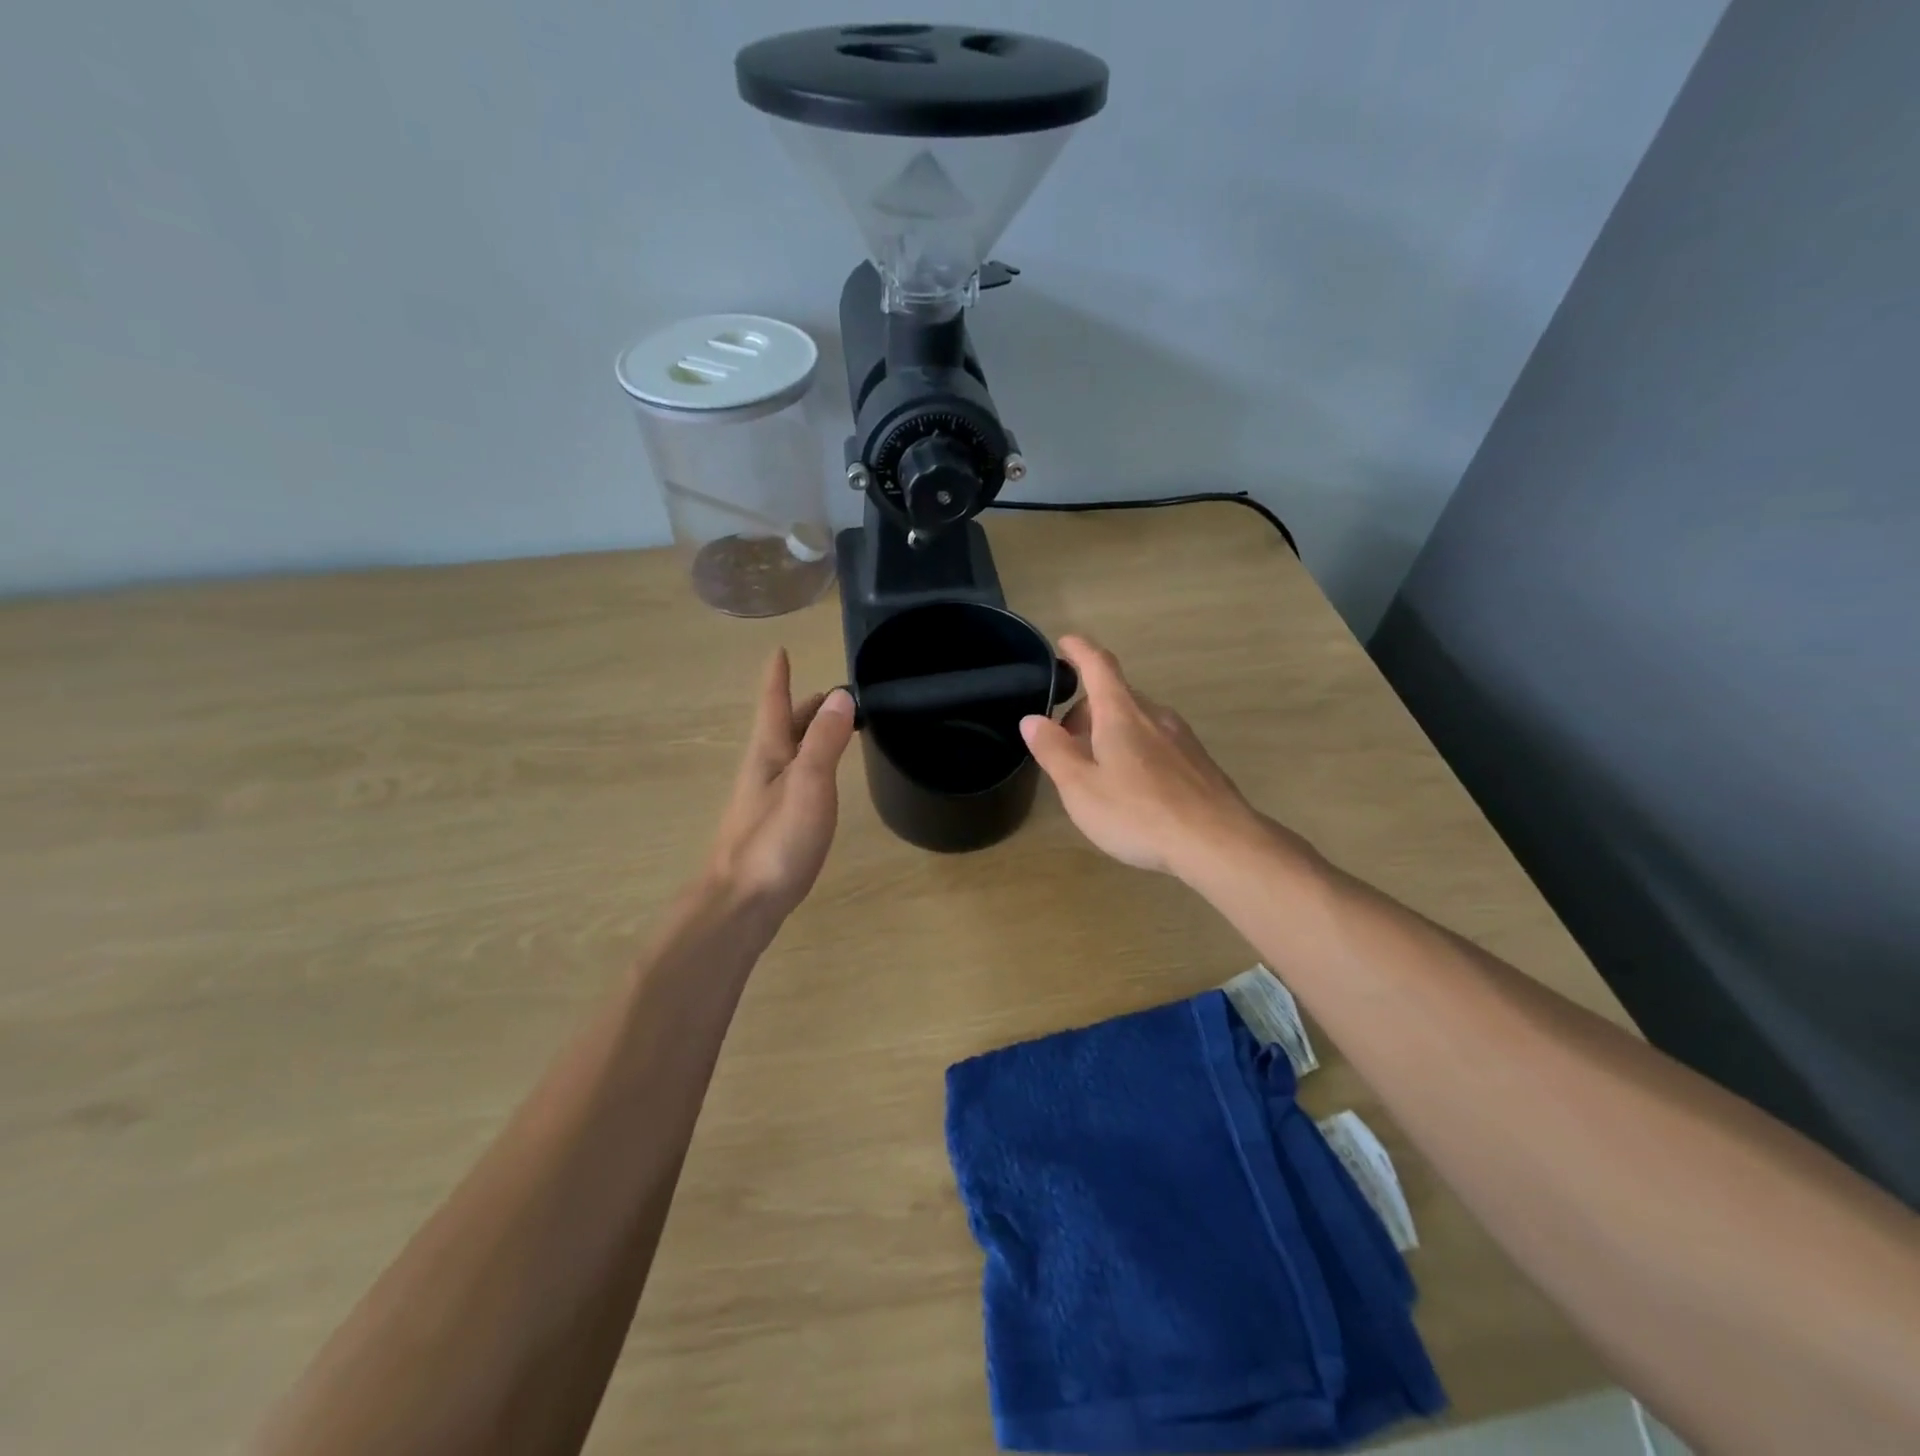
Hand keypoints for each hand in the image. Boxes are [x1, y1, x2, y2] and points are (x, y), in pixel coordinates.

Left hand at [706, 650, 855, 912]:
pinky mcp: (773, 828)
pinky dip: (811, 767)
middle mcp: (762, 772)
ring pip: (789, 756)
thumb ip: (825, 741)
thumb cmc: (775, 841)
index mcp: (768, 755)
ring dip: (809, 737)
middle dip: (804, 708)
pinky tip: (821, 784)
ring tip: (834, 730)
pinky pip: (795, 782)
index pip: (774, 705)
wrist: (741, 904)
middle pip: (782, 729)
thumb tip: (841, 696)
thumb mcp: (808, 785)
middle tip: (832, 695)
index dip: (779, 678)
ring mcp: (765, 802)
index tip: (780, 651)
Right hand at [1020, 636, 1272, 877]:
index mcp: (1121, 714)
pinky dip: (1134, 749)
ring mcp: (1181, 738)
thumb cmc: (1138, 812)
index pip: (1099, 666)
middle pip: (1116, 696)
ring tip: (1095, 768)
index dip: (1079, 650)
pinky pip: (1157, 741)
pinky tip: (1132, 787)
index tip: (1065, 642)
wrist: (1216, 841)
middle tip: (1065, 741)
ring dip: (1110, 731)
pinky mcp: (1197, 762)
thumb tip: (1032, 719)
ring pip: (1137, 720)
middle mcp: (1154, 715)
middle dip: (1087, 709)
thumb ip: (1054, 751)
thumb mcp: (1081, 787)